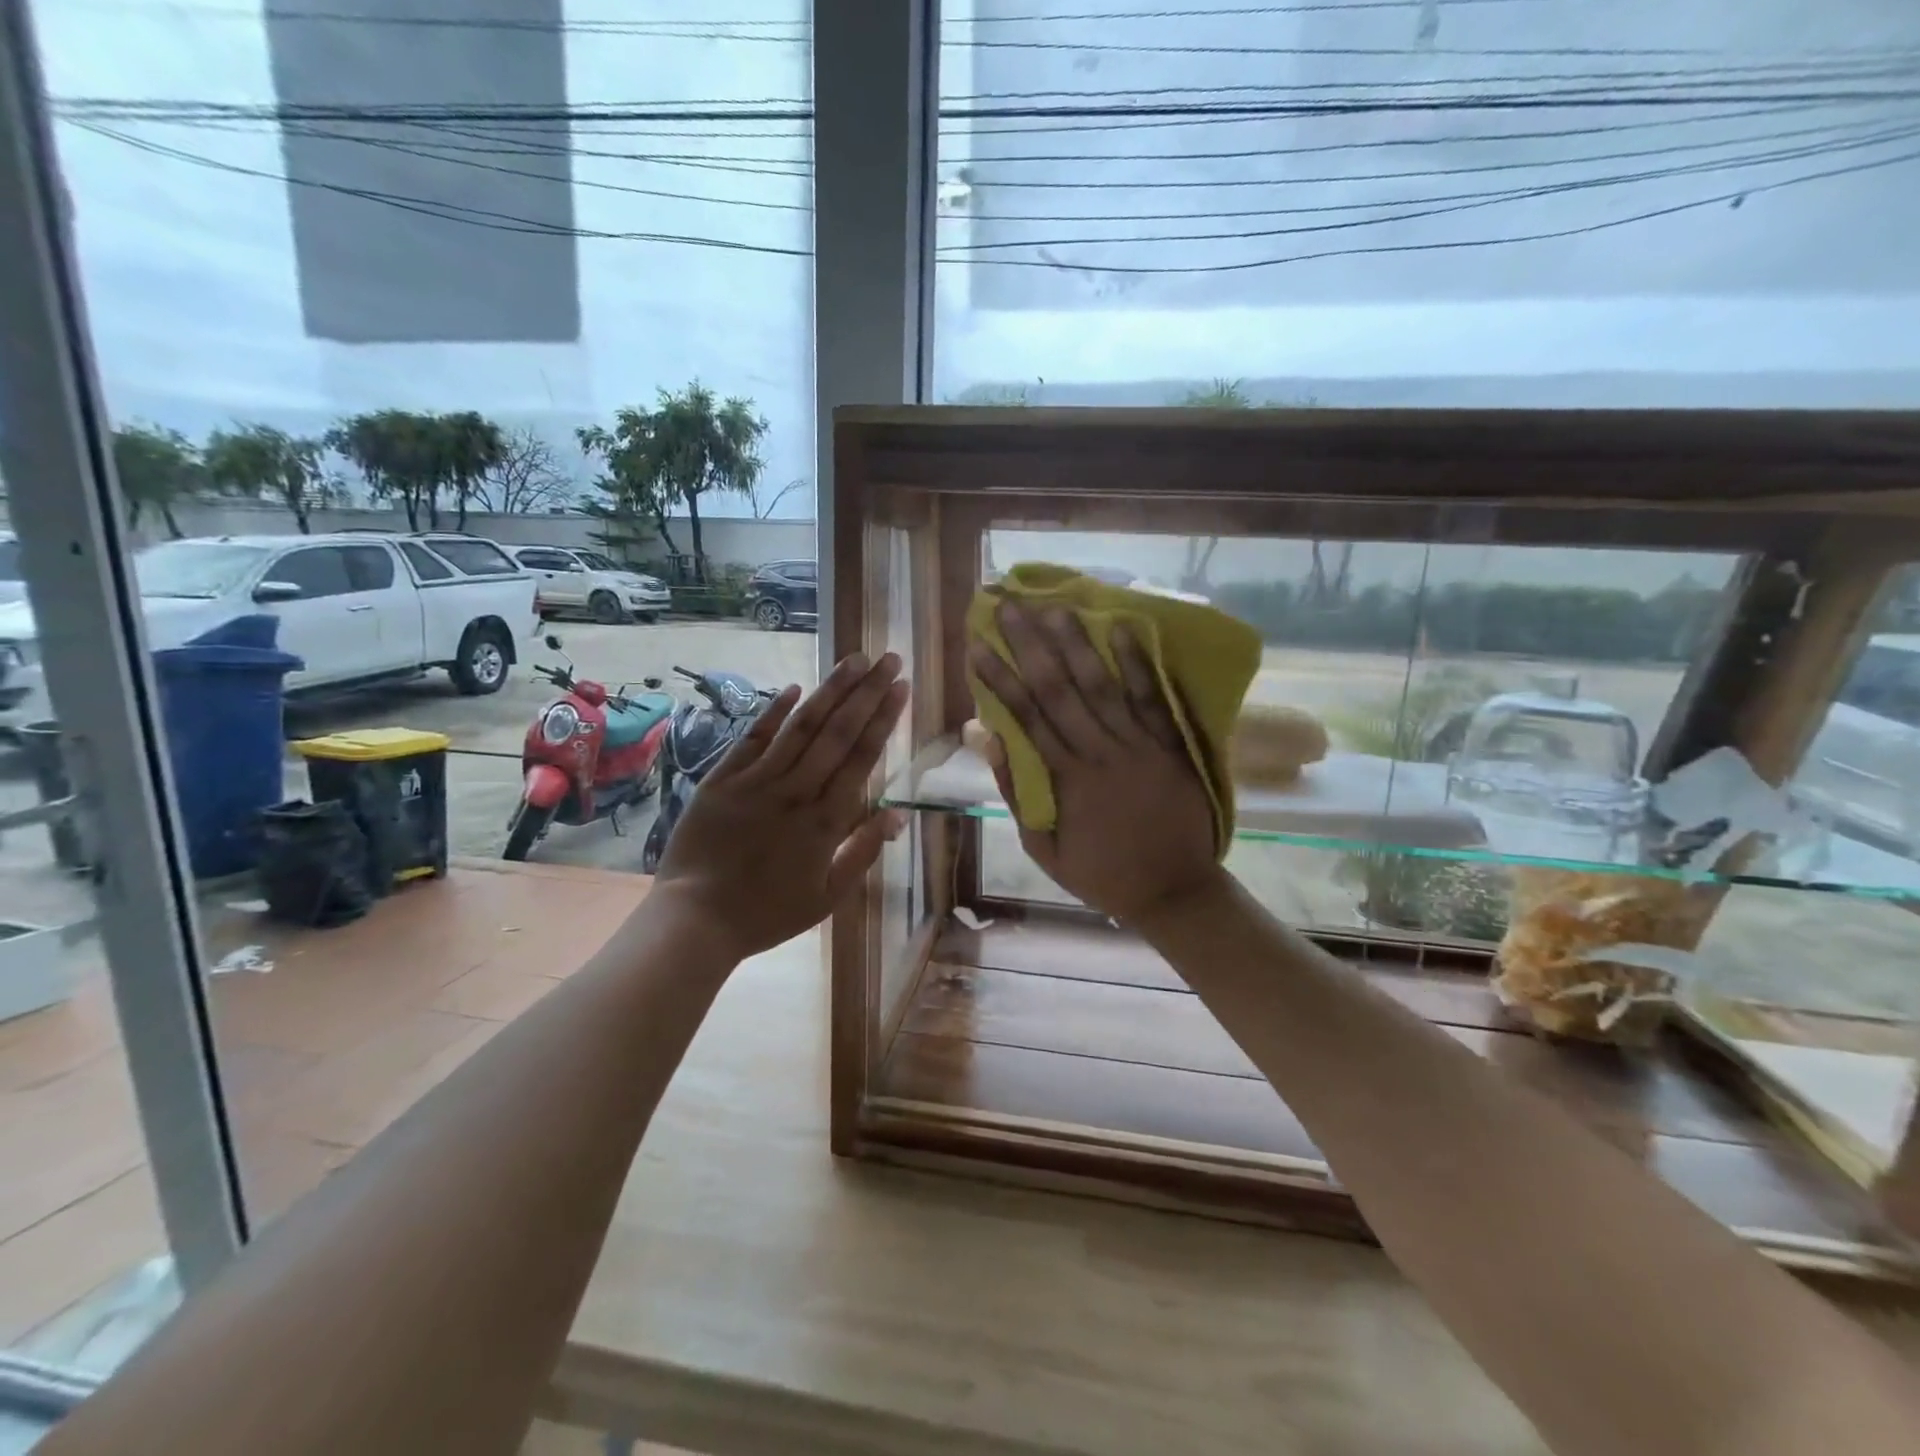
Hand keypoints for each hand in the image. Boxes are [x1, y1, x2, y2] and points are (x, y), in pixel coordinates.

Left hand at [653, 653, 909, 959]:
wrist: (696, 920)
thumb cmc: (768, 913)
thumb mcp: (828, 896)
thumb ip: (863, 852)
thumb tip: (898, 815)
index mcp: (826, 821)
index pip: (862, 758)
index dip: (883, 719)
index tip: (901, 687)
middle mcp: (796, 792)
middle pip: (837, 733)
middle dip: (866, 692)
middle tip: (888, 658)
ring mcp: (756, 782)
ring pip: (800, 727)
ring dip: (830, 690)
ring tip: (853, 659)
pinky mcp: (722, 780)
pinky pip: (752, 739)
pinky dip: (774, 711)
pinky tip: (795, 687)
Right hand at [971, 603, 1221, 924]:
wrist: (1174, 891)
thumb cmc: (1102, 873)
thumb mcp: (1045, 848)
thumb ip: (1018, 793)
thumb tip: (991, 741)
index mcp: (1068, 778)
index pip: (1026, 716)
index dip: (1000, 678)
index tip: (978, 646)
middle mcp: (1101, 751)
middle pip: (1059, 689)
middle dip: (1030, 644)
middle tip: (1009, 606)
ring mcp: (1140, 744)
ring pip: (1103, 685)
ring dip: (1077, 643)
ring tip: (1055, 605)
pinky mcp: (1172, 744)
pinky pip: (1153, 698)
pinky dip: (1138, 663)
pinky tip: (1123, 628)